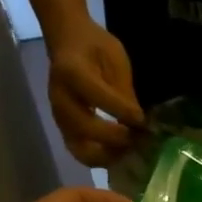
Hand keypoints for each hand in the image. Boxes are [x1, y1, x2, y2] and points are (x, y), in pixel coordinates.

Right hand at [50, 25, 143, 166]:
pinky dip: (101, 159)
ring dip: (108, 155)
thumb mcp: (115, 59)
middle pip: (85, 128)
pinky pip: (80, 152)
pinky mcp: (63, 129)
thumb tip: (138, 123)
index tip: (142, 120)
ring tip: (130, 151)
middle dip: (116, 138)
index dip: (122, 111)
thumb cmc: (95, 47)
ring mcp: (58, 117)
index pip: (97, 97)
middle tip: (138, 139)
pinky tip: (119, 154)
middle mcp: (60, 98)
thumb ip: (123, 91)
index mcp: (72, 72)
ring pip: (80, 148)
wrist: (67, 42)